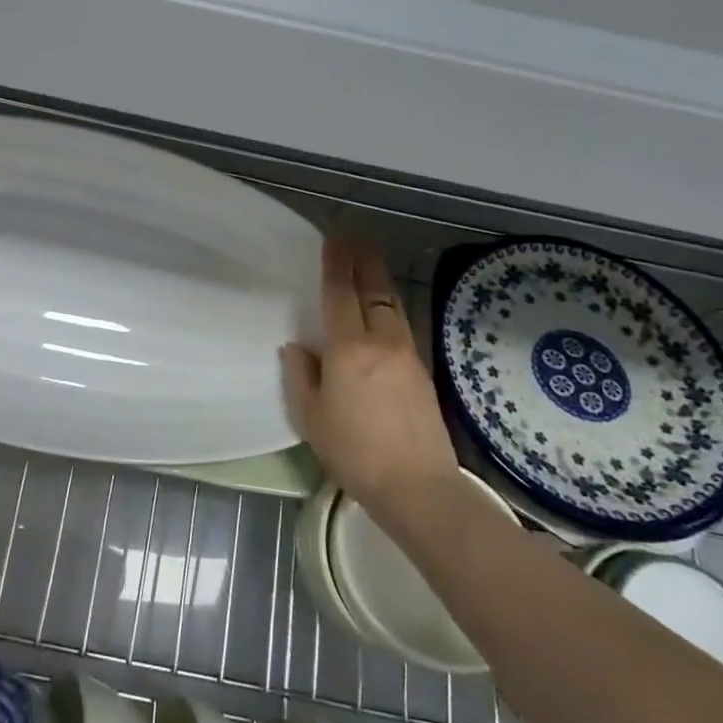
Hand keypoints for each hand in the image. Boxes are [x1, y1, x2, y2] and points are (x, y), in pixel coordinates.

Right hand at [281, 236, 459, 502]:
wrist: (417, 486)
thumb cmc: (354, 452)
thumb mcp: (311, 417)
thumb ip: (301, 376)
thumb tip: (299, 348)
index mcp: (349, 349)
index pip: (341, 295)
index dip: (336, 264)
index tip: (333, 239)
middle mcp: (382, 342)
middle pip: (374, 290)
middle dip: (364, 260)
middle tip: (356, 237)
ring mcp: (408, 354)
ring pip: (393, 305)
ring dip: (380, 279)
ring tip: (370, 262)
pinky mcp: (423, 371)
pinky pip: (402, 325)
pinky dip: (390, 305)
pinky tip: (384, 308)